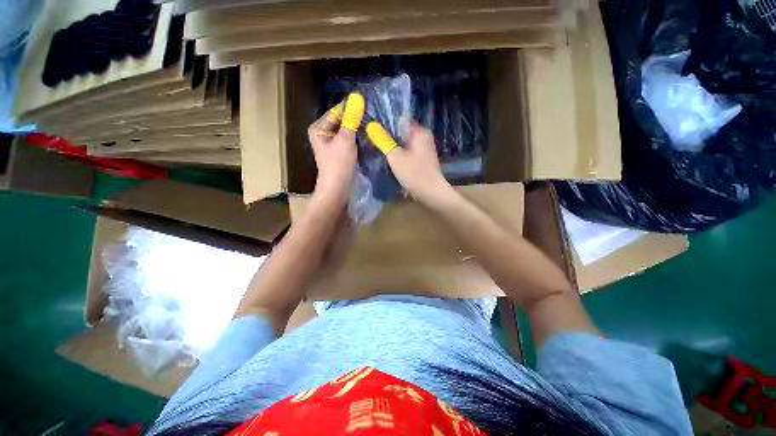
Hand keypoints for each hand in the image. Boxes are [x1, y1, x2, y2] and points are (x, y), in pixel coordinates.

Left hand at [308, 94, 363, 202]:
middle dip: (355, 118)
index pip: (337, 111)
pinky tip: (367, 135)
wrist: (338, 188)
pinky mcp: (340, 150)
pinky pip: (349, 139)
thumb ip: (351, 119)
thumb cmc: (339, 164)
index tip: (369, 105)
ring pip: (346, 129)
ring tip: (372, 124)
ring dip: (357, 128)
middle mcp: (323, 132)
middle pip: (341, 120)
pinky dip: (357, 137)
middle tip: (373, 115)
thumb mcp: (345, 139)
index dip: (352, 108)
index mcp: (319, 127)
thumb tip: (358, 97)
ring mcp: (332, 142)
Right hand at [379, 122, 451, 203]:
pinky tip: (393, 163)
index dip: (386, 126)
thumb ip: (383, 141)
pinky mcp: (424, 161)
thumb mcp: (395, 156)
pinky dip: (402, 157)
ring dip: (395, 149)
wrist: (430, 192)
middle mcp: (425, 138)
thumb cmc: (413, 172)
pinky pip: (409, 154)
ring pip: (405, 145)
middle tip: (376, 143)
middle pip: (403, 134)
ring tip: (382, 152)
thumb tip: (371, 126)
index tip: (374, 132)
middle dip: (390, 139)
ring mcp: (425, 150)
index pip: (400, 121)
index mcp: (420, 132)